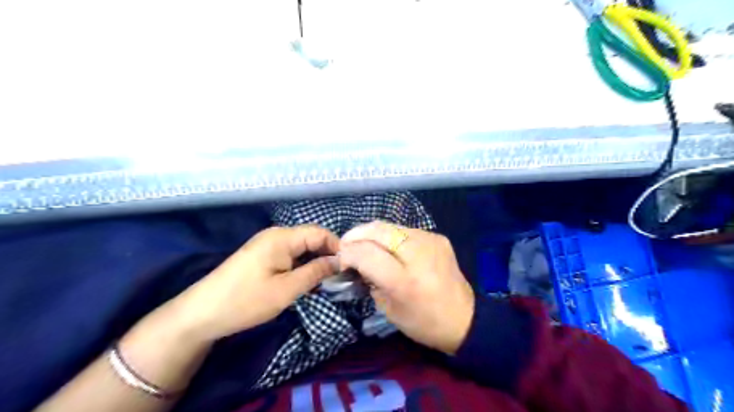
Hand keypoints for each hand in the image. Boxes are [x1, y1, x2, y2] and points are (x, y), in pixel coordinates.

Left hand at [178, 225, 338, 340]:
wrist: (200, 314)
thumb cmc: (245, 301)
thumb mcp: (286, 289)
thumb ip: (316, 272)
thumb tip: (339, 261)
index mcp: (282, 237)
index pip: (320, 233)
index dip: (337, 247)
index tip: (350, 267)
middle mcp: (276, 235)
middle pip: (311, 238)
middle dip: (328, 255)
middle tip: (341, 277)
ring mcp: (267, 244)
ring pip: (301, 248)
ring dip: (315, 262)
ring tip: (327, 282)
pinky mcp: (262, 256)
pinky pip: (290, 255)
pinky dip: (302, 266)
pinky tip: (307, 281)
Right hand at [339, 223, 475, 353]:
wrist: (465, 318)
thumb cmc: (423, 322)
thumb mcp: (389, 310)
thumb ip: (370, 280)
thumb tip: (357, 261)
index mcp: (405, 281)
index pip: (366, 253)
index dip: (348, 253)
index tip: (342, 260)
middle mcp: (419, 254)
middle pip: (378, 230)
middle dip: (356, 235)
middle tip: (346, 245)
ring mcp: (431, 241)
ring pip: (390, 225)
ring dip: (372, 233)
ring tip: (364, 244)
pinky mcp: (438, 237)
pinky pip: (405, 230)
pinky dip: (390, 236)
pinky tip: (388, 247)